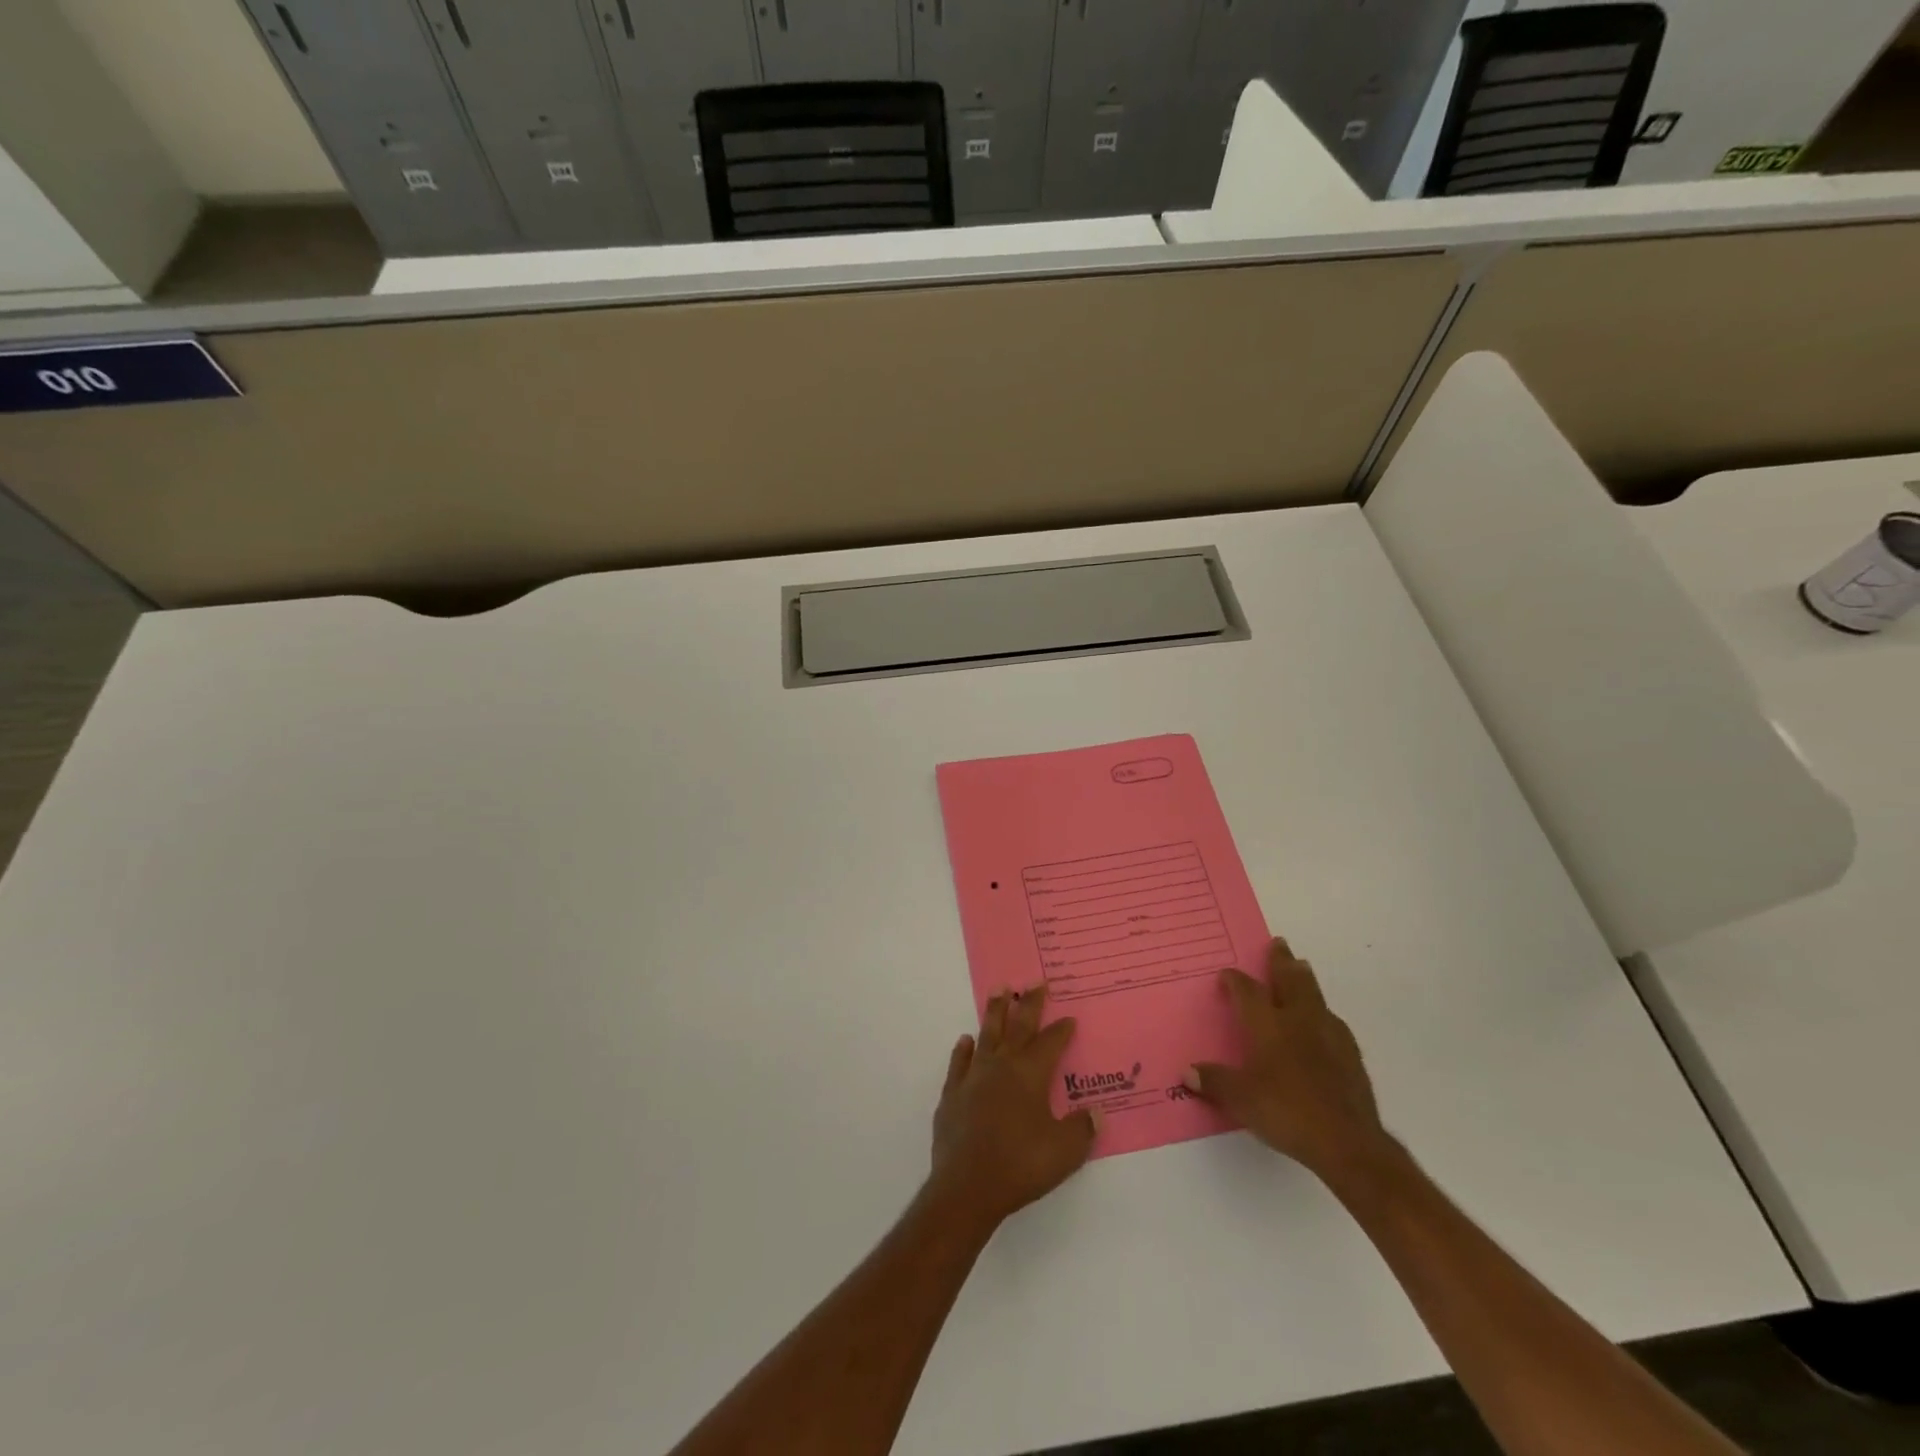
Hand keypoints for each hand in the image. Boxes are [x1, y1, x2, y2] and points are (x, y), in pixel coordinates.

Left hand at [929, 983, 1098, 1232]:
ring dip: (995, 1012)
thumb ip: (1082, 1129)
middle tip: (1034, 981)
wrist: (968, 1186)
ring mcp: (973, 1077)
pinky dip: (964, 1049)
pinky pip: (959, 1062)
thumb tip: (1096, 1112)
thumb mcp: (1065, 1151)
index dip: (1061, 1030)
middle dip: (1029, 1004)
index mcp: (1030, 1074)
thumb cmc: (1021, 1165)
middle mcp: (1002, 1066)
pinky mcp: (952, 1094)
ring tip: (999, 991)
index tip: (1069, 1018)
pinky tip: (966, 1040)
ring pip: (987, 1035)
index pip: (1050, 1043)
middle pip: (1017, 1027)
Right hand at [1187, 938, 1392, 1187]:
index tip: (1227, 973)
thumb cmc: (1286, 1111)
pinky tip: (1323, 1022)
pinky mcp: (1351, 1055)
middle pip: (1290, 980)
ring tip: (1302, 969)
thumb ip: (1214, 1082)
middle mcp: (1298, 1019)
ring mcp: (1329, 1034)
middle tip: (1279, 944)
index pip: (1247, 991)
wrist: (1347, 1141)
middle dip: (1281, 962)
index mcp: (1268, 1024)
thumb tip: (1187, 1072)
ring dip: (1305, 981)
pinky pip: (1333, 1022)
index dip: (1235, 980)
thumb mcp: (1240, 1099)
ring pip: (1315, 996)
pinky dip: (1323, 1014)